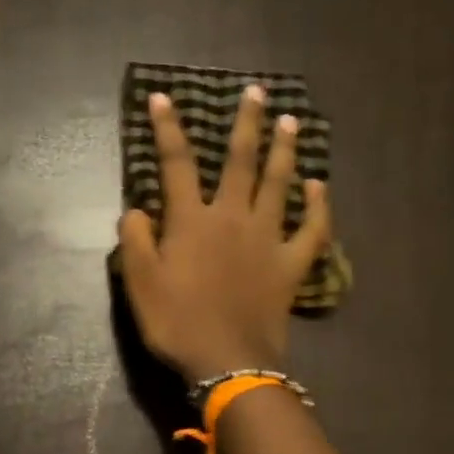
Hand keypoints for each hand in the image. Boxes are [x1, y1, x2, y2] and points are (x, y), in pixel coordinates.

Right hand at [118, 86, 331, 382]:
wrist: (227, 361)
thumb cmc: (177, 322)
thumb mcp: (139, 283)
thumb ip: (135, 240)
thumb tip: (137, 209)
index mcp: (192, 221)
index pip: (177, 164)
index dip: (168, 129)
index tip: (163, 98)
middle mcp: (232, 218)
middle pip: (241, 161)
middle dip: (247, 124)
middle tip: (256, 92)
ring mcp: (267, 239)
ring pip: (279, 184)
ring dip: (284, 151)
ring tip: (290, 122)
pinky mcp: (290, 264)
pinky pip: (311, 229)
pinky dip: (318, 207)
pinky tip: (319, 186)